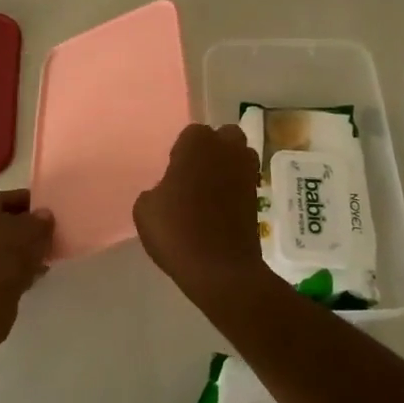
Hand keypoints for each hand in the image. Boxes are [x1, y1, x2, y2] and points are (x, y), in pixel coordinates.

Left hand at [0, 189, 54, 352]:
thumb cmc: (4, 258)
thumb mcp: (32, 231)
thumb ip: (42, 220)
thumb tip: (44, 215)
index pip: (12, 196)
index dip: (33, 201)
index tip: (53, 210)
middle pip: (10, 221)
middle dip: (32, 227)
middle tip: (55, 232)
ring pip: (10, 246)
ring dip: (29, 249)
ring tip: (51, 253)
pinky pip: (7, 267)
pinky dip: (22, 268)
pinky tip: (39, 273)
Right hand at [134, 123, 265, 304]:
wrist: (220, 268)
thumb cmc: (177, 230)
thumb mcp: (145, 209)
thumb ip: (156, 190)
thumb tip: (167, 191)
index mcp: (197, 142)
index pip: (192, 134)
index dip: (183, 152)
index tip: (175, 173)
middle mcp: (227, 148)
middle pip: (224, 137)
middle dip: (214, 149)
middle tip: (195, 175)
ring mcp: (247, 171)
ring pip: (240, 156)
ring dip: (229, 166)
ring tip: (210, 190)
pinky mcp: (258, 196)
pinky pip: (245, 181)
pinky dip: (236, 189)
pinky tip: (220, 209)